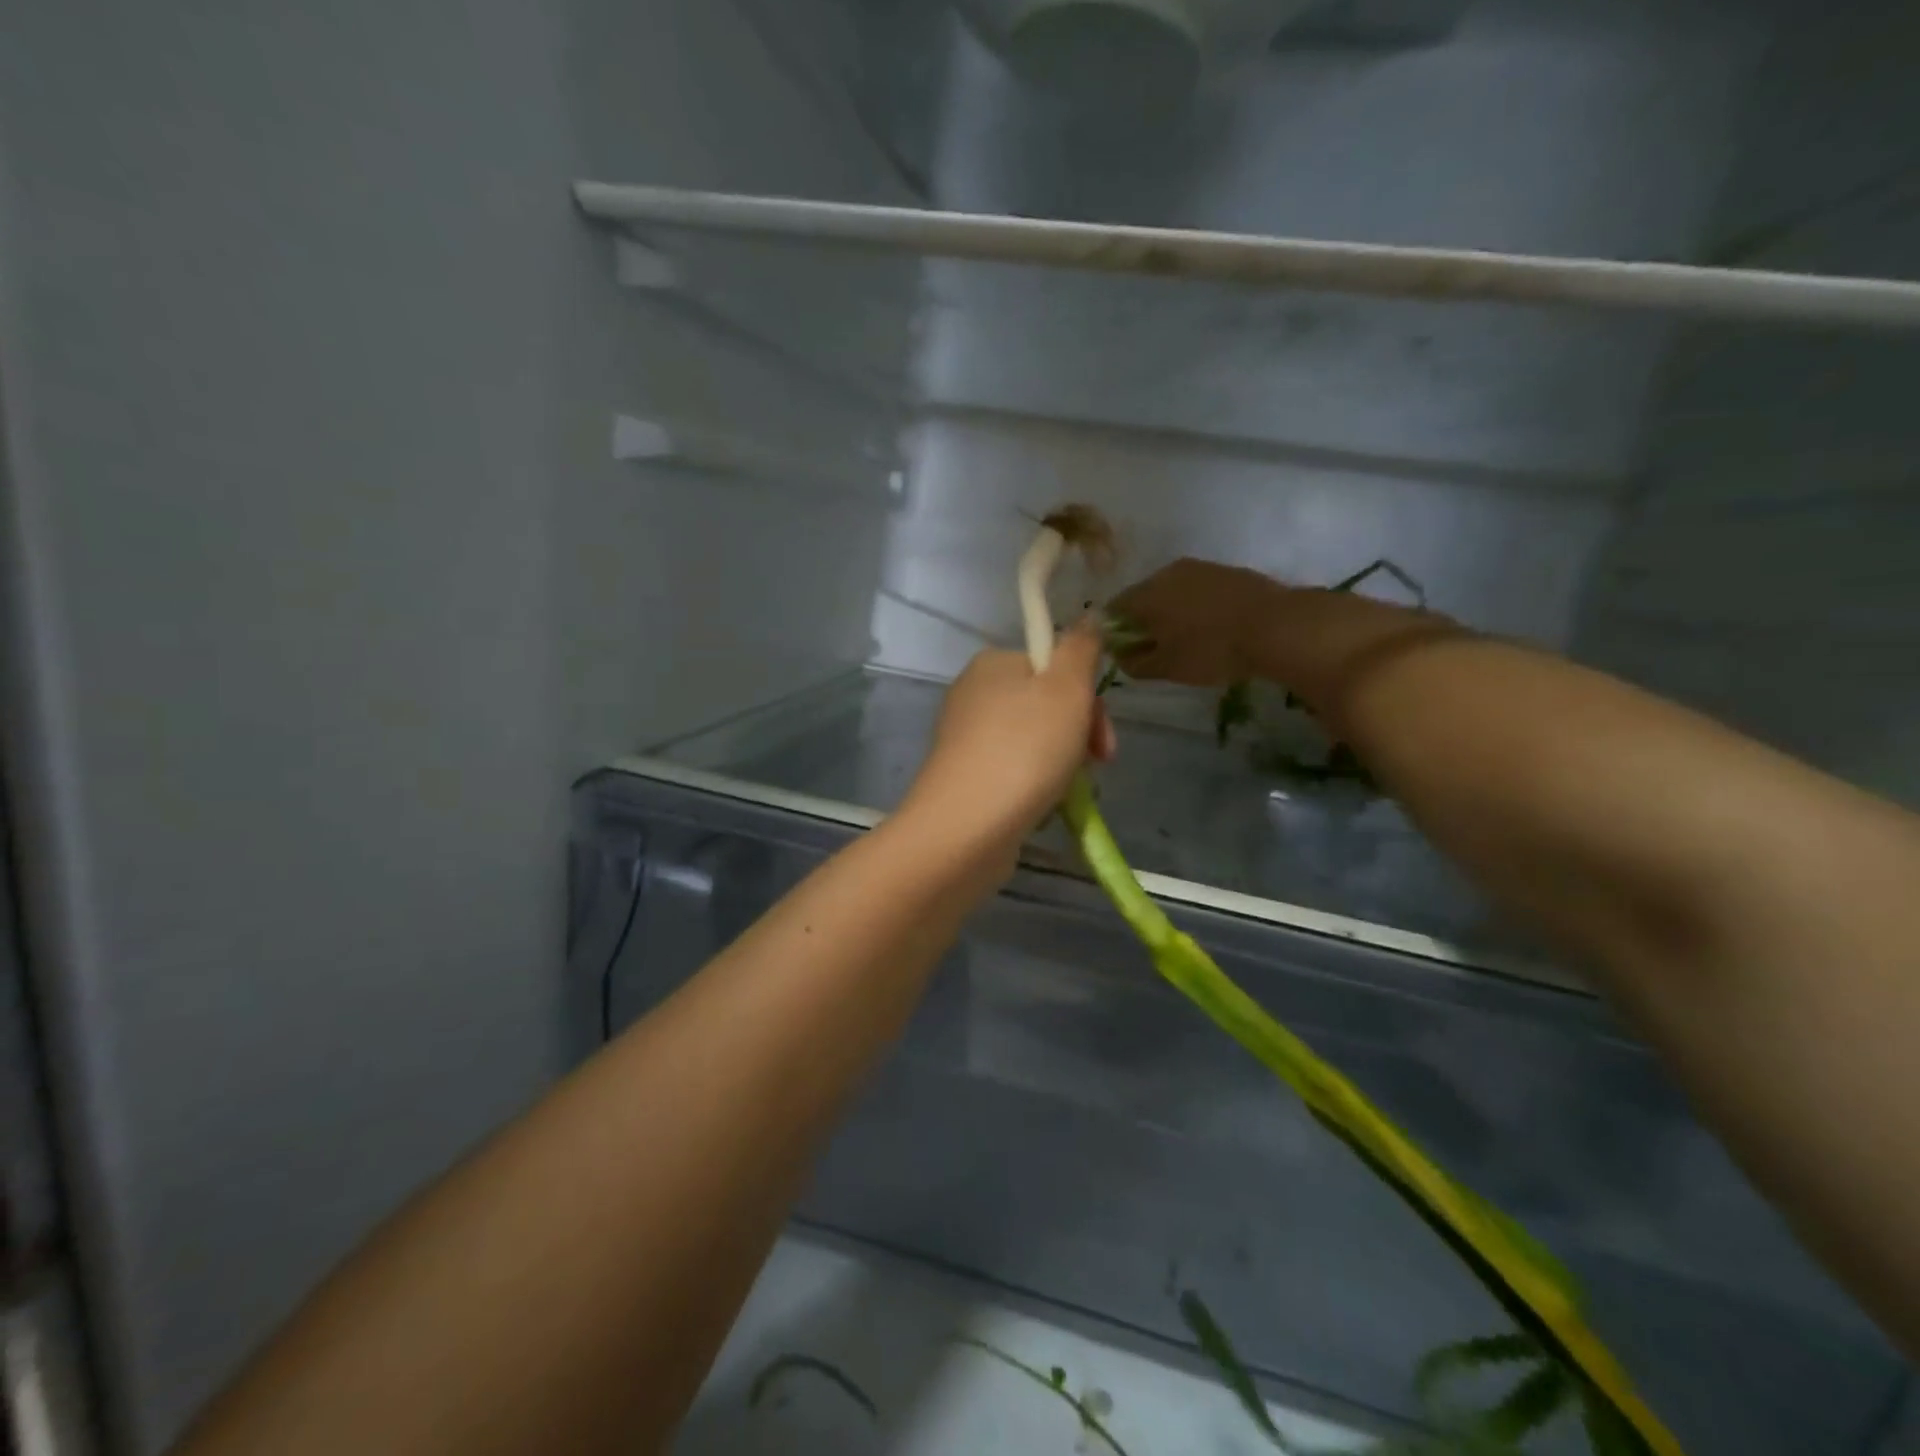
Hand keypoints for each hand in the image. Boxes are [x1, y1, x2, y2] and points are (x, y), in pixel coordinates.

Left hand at [903, 623, 1116, 854]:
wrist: (966, 827)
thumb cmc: (1024, 749)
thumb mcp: (1067, 688)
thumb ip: (1081, 648)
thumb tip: (1088, 616)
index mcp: (992, 664)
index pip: (1054, 666)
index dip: (1087, 697)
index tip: (1103, 735)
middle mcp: (973, 695)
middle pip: (1045, 705)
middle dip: (1079, 735)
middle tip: (1097, 766)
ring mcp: (965, 740)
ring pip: (1033, 742)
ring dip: (1062, 764)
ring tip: (1068, 793)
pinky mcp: (964, 778)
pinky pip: (1014, 773)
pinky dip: (1035, 787)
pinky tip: (1043, 808)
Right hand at [1108, 558, 1287, 685]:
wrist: (1276, 626)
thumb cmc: (1211, 649)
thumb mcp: (1167, 667)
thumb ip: (1135, 663)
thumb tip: (1120, 656)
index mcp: (1145, 594)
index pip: (1113, 610)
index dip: (1114, 633)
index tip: (1127, 653)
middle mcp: (1167, 572)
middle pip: (1143, 597)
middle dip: (1144, 622)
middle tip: (1157, 649)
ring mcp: (1200, 568)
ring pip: (1173, 591)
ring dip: (1172, 613)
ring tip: (1188, 640)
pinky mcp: (1227, 571)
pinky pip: (1199, 590)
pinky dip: (1197, 607)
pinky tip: (1212, 628)